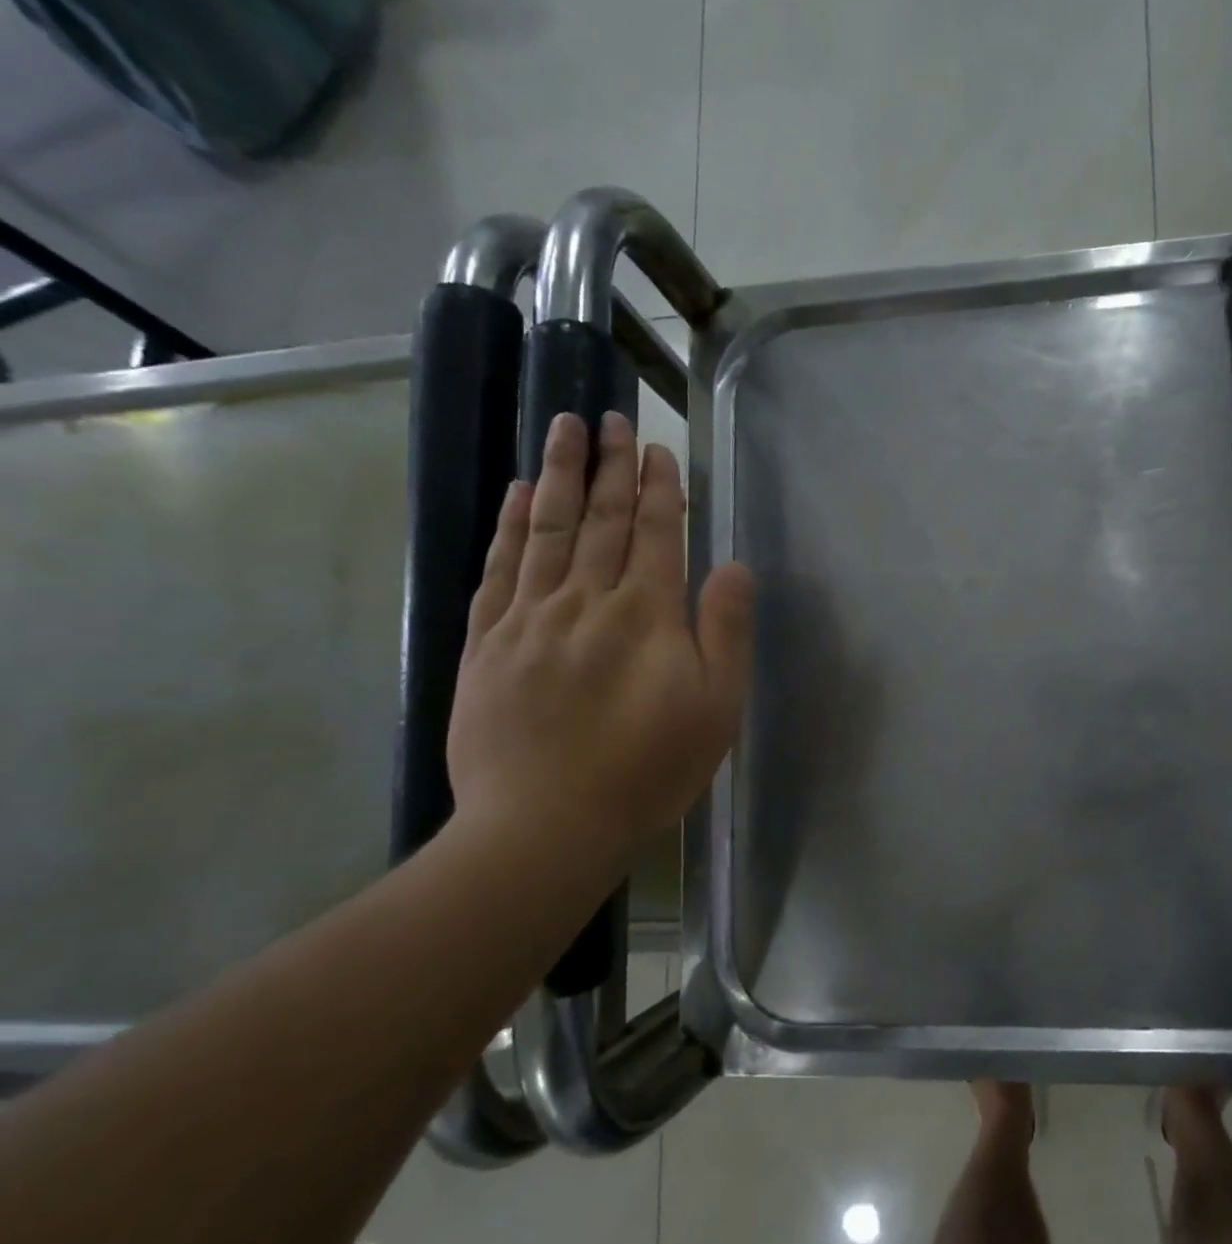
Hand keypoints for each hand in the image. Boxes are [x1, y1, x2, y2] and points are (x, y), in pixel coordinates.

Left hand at [447, 410, 753, 867]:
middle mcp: (585, 601)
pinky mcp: (486, 643)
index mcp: (646, 616)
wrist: (546, 825)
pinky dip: (510, 527)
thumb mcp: (716, 709)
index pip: (654, 534)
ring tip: (563, 428)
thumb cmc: (649, 770)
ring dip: (557, 475)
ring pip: (546, 530)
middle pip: (599, 520)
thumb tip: (732, 566)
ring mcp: (529, 619)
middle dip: (608, 466)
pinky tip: (516, 496)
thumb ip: (726, 632)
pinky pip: (499, 569)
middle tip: (609, 417)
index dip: (657, 488)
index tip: (655, 447)